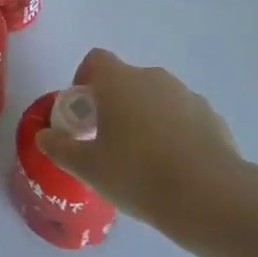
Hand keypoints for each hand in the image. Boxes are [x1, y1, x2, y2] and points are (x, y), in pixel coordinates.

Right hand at [35, 48, 243, 243]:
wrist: (210, 197)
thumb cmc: (137, 173)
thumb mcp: (88, 168)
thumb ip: (61, 148)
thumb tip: (44, 136)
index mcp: (118, 80)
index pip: (96, 59)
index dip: (85, 78)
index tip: (84, 111)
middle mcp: (152, 77)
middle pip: (127, 80)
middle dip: (116, 103)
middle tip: (110, 140)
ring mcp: (187, 95)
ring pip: (158, 99)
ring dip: (148, 118)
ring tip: (146, 159)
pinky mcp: (214, 118)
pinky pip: (185, 118)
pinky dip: (177, 133)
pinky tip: (176, 168)